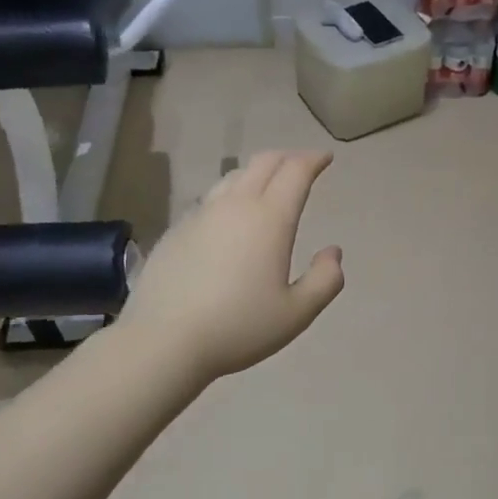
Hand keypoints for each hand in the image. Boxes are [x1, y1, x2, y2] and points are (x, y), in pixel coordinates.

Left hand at [118, 150, 344, 381]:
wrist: (164, 341)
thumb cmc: (239, 327)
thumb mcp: (297, 313)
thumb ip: (325, 280)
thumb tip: (332, 252)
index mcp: (270, 219)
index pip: (295, 171)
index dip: (313, 160)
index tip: (325, 158)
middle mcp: (235, 206)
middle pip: (263, 163)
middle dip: (287, 157)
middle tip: (301, 165)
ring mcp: (200, 215)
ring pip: (233, 177)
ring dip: (256, 173)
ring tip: (267, 186)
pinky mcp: (176, 230)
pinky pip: (210, 200)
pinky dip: (230, 196)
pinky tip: (229, 219)